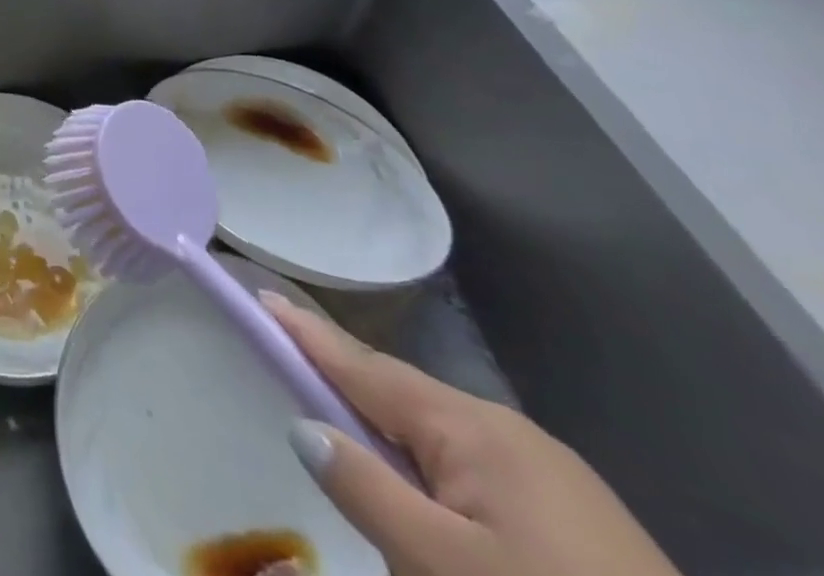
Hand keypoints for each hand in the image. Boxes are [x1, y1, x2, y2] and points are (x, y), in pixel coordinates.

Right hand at [262, 292, 681, 575]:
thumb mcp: (443, 566)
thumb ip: (366, 490)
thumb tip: (304, 426)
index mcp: (474, 428)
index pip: (364, 366)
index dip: (307, 334)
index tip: (261, 296)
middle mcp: (511, 433)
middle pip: (402, 401)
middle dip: (350, 399)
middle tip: (298, 391)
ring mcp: (554, 477)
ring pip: (442, 446)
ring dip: (396, 453)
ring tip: (367, 477)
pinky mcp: (583, 523)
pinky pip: (481, 480)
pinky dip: (440, 486)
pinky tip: (443, 523)